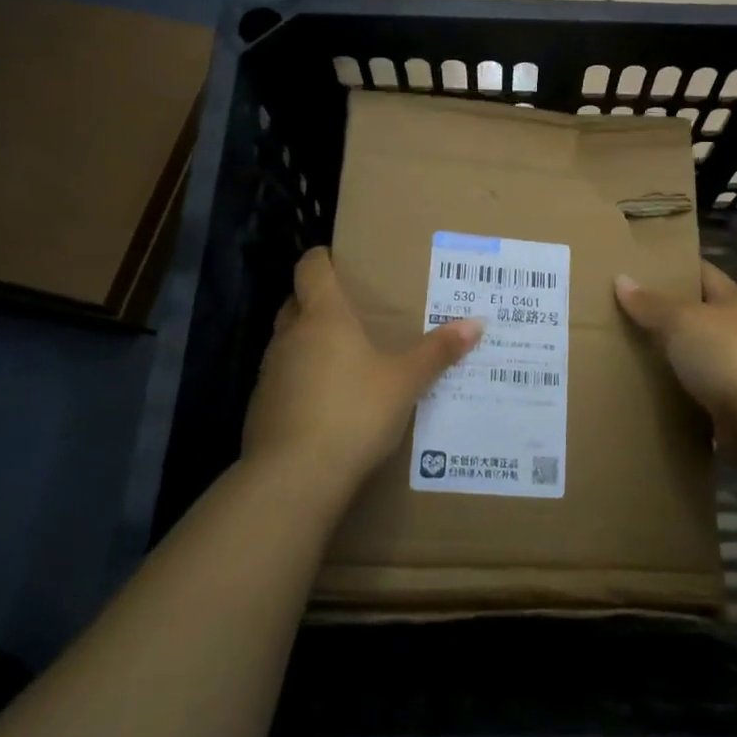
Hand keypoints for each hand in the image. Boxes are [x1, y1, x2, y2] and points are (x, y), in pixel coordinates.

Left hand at [243, 247, 482, 503]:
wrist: (294, 478)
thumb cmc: (353, 413)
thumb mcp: (405, 382)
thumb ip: (437, 351)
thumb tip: (476, 322)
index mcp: (323, 317)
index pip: (310, 267)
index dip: (322, 258)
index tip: (340, 260)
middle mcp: (290, 336)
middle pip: (297, 302)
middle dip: (318, 302)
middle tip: (352, 312)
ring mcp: (269, 372)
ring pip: (288, 342)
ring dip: (308, 343)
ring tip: (344, 358)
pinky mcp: (260, 407)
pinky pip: (282, 379)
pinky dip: (300, 380)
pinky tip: (326, 403)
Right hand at [614, 261, 736, 439]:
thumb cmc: (726, 356)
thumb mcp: (682, 320)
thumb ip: (651, 302)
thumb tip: (621, 279)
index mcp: (730, 299)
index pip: (700, 271)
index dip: (671, 266)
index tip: (636, 266)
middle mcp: (735, 329)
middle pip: (693, 312)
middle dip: (660, 311)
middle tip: (617, 308)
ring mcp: (734, 367)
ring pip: (690, 351)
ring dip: (665, 352)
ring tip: (622, 347)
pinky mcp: (728, 402)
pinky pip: (691, 387)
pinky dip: (671, 387)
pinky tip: (643, 386)